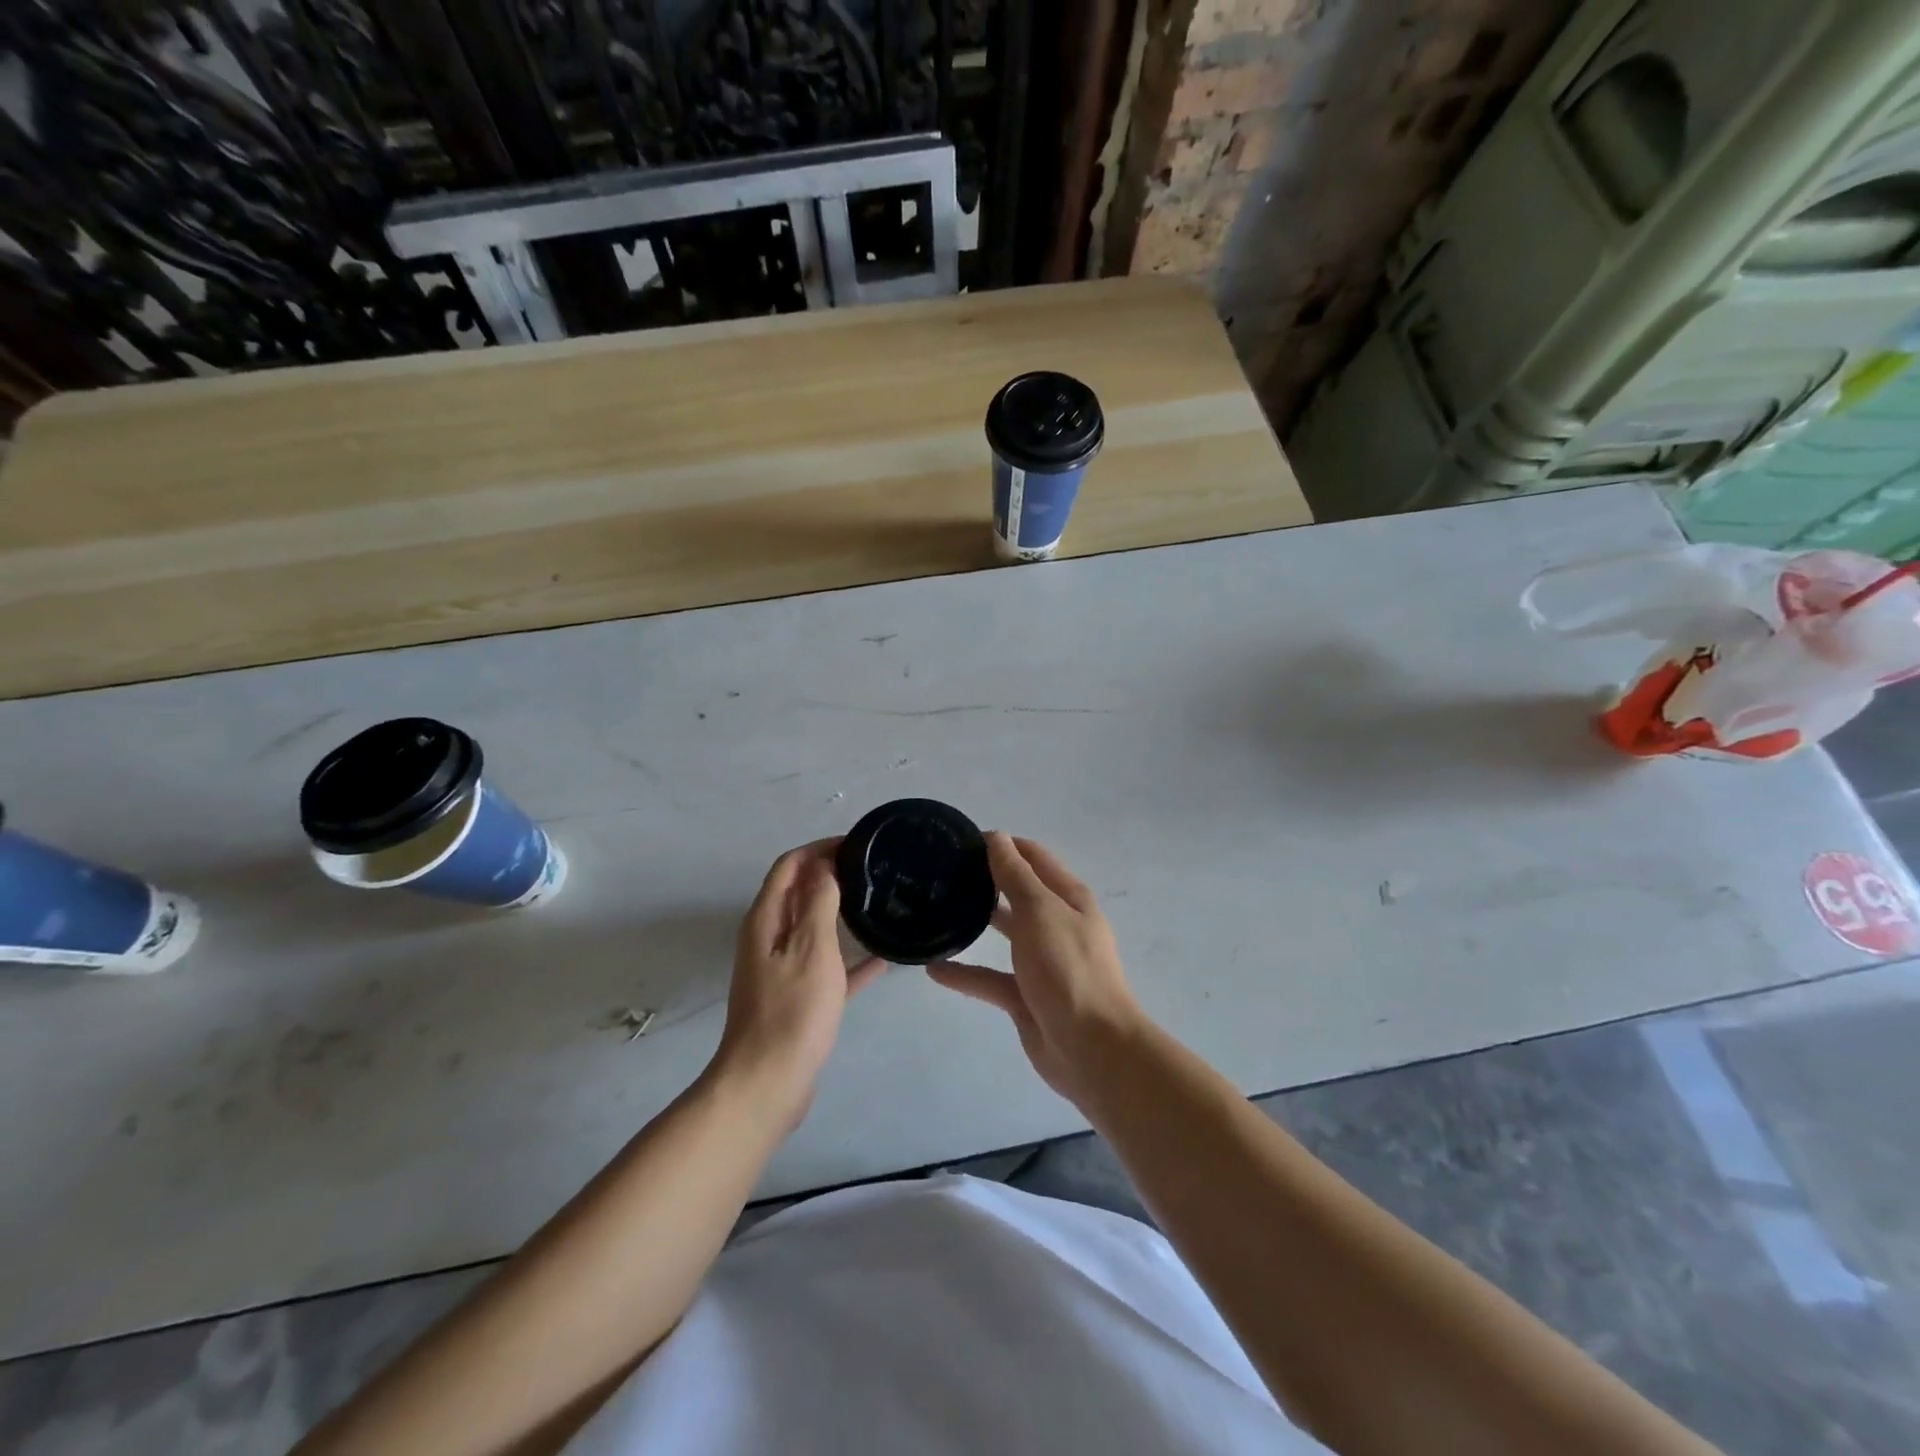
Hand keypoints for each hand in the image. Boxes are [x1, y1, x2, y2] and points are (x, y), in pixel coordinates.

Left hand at [712, 840, 884, 1129]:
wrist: (768, 1084)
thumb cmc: (792, 1011)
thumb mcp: (811, 948)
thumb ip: (818, 902)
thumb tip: (824, 865)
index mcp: (766, 920)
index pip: (789, 866)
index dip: (819, 849)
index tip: (856, 844)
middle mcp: (769, 939)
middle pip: (799, 894)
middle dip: (831, 876)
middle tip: (873, 871)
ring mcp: (781, 970)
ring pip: (814, 929)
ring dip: (841, 914)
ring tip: (879, 904)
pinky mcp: (797, 998)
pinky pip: (826, 967)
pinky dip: (849, 959)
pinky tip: (882, 959)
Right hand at [927, 834, 1143, 1105]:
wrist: (1092, 1048)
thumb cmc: (1068, 968)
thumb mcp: (1040, 911)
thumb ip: (1015, 875)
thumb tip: (996, 837)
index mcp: (1067, 898)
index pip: (1033, 857)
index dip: (1002, 845)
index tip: (961, 841)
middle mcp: (1056, 924)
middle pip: (1018, 892)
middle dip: (986, 880)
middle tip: (942, 873)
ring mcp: (1041, 962)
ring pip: (1005, 933)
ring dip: (976, 921)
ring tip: (936, 910)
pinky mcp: (1025, 996)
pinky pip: (990, 978)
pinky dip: (965, 973)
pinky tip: (934, 969)